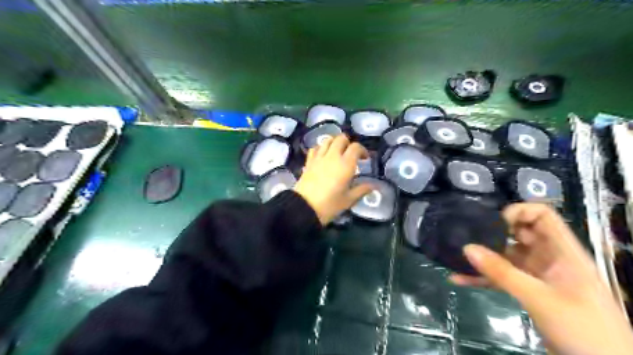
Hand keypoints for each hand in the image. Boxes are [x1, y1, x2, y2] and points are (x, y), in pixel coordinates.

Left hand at [294, 134, 371, 225]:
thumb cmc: (330, 205)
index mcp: (345, 164)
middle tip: (351, 154)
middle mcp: (333, 156)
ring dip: (334, 142)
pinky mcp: (309, 162)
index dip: (362, 150)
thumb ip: (362, 190)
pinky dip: (321, 147)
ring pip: (327, 140)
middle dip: (348, 143)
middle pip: (341, 139)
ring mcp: (319, 158)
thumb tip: (373, 186)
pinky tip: (323, 155)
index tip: (365, 158)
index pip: (356, 147)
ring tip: (337, 152)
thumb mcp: (349, 200)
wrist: (304, 207)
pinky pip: (315, 148)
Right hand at [450, 203, 632, 354]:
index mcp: (562, 252)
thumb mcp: (539, 298)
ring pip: (506, 258)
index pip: (542, 216)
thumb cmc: (583, 329)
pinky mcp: (528, 292)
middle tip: (466, 236)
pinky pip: (501, 279)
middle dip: (493, 233)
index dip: (518, 212)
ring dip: (483, 258)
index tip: (493, 223)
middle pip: (519, 234)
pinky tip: (460, 279)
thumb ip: (502, 272)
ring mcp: (537, 276)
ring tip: (457, 256)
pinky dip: (482, 278)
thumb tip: (467, 248)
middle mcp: (549, 259)